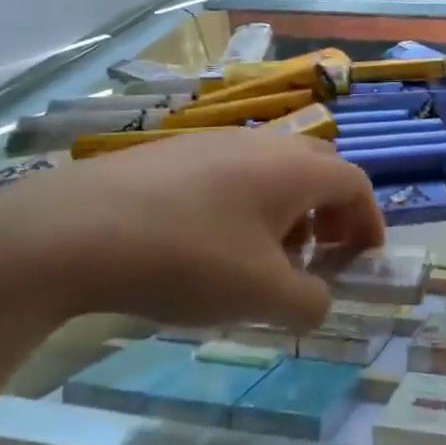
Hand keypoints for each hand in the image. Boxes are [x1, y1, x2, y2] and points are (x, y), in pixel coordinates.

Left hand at [0, 128, 384, 329]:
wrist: (75, 229)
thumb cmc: (188, 258)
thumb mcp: (261, 295)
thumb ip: (309, 302)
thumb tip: (318, 300)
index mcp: (294, 169)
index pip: (355, 183)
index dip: (370, 221)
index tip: (366, 259)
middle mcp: (262, 144)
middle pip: (317, 170)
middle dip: (329, 214)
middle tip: (320, 256)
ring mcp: (214, 143)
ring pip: (271, 173)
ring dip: (286, 213)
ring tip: (263, 260)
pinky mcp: (173, 154)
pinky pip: (231, 175)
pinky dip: (244, 208)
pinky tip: (209, 247)